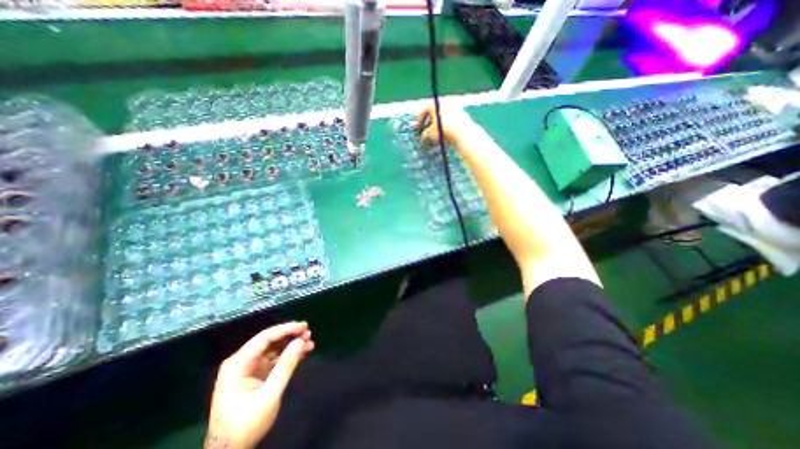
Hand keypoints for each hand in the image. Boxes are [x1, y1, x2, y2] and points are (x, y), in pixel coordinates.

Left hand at [204, 323, 315, 447]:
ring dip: (291, 344)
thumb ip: (286, 366)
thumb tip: (300, 341)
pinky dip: (288, 355)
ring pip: (273, 348)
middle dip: (290, 335)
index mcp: (238, 364)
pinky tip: (302, 352)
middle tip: (308, 333)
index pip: (264, 338)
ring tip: (309, 342)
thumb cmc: (246, 425)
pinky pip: (273, 358)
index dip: (286, 329)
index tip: (304, 326)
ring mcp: (247, 368)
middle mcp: (241, 362)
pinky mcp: (254, 374)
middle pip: (269, 340)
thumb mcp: (269, 395)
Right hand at [415, 103, 475, 146]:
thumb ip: (424, 133)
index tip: (419, 127)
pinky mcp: (462, 111)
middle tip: (428, 129)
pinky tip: (447, 131)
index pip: (424, 110)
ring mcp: (454, 105)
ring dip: (440, 121)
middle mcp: (444, 101)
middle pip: (434, 110)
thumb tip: (423, 136)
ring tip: (438, 131)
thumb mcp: (430, 134)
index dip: (420, 120)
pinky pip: (452, 116)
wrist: (462, 132)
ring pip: (444, 113)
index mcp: (435, 103)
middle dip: (430, 120)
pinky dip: (448, 122)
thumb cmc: (443, 131)